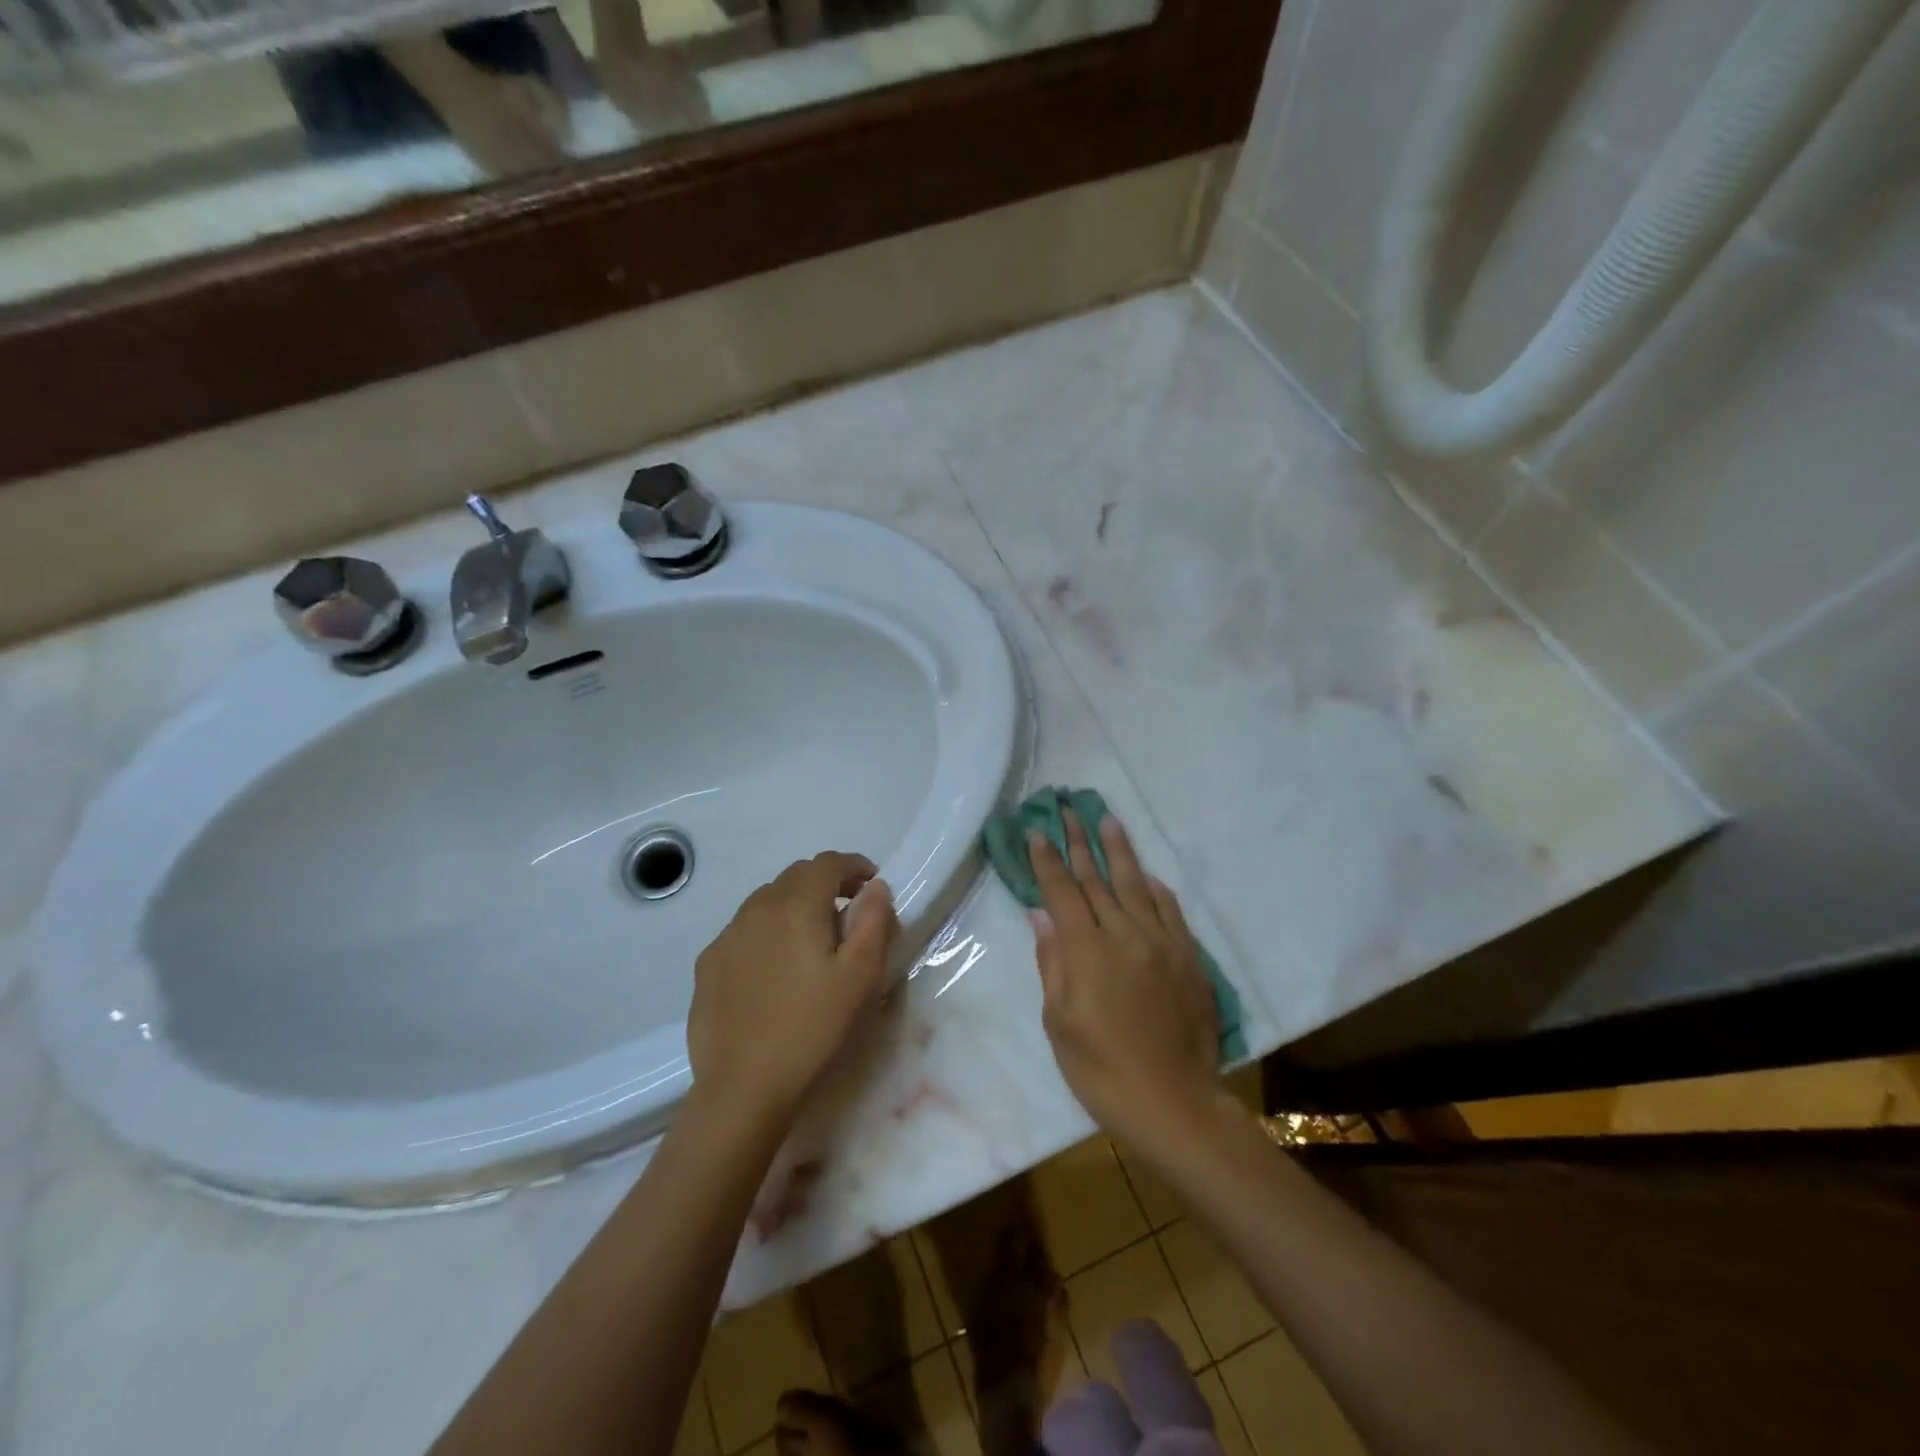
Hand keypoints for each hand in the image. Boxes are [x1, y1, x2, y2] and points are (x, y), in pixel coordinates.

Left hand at [687, 852, 896, 1125]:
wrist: (743, 1089)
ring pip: (766, 901)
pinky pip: (743, 930)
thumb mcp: (861, 978)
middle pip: (796, 876)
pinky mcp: (708, 964)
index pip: (827, 863)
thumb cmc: (812, 1030)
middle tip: (847, 914)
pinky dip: (767, 932)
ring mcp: (727, 936)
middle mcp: (757, 908)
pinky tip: (774, 969)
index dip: (854, 866)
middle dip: (826, 884)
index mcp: (797, 906)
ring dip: (794, 905)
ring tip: (811, 942)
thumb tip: (875, 888)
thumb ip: (873, 922)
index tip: (871, 886)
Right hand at [1030, 812, 1224, 1154]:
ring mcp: (1161, 943)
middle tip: (1068, 809)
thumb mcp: (1059, 1022)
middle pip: (1097, 878)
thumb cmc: (1100, 1069)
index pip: (1062, 892)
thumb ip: (1052, 963)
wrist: (1173, 1102)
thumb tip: (1042, 916)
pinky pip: (1170, 912)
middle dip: (1079, 842)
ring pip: (1135, 885)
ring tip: (1108, 821)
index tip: (1037, 831)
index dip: (1047, 860)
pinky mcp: (1188, 958)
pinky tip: (1146, 875)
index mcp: (1087, 950)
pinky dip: (1155, 889)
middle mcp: (1124, 934)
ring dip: (1119, 851)